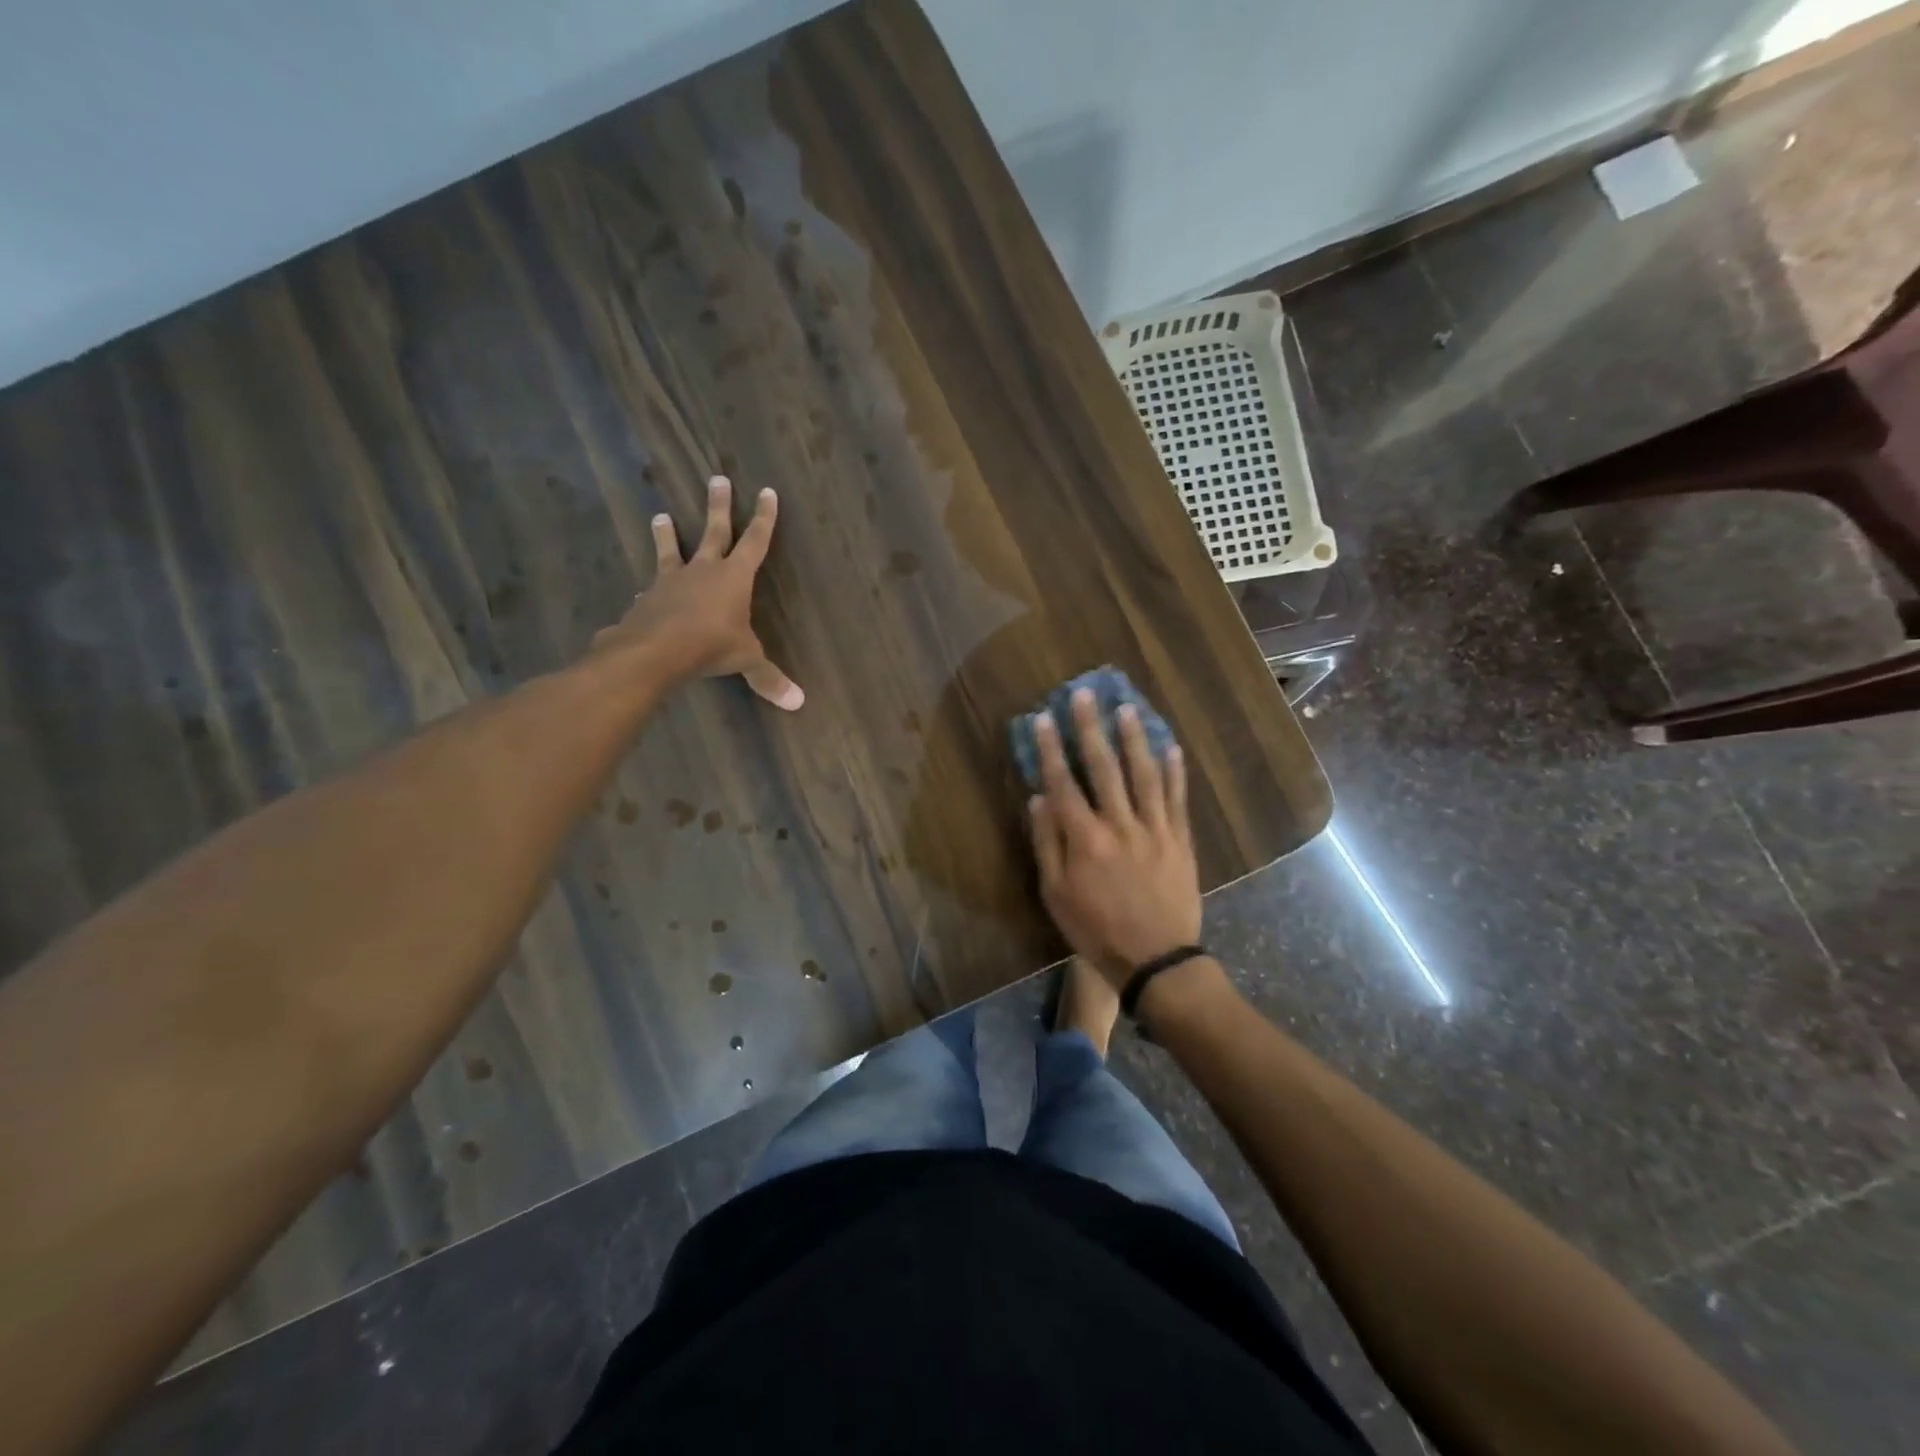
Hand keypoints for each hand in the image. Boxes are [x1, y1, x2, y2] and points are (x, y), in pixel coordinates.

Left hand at [593, 475, 803, 709]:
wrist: (655, 650)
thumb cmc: (710, 646)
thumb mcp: (746, 661)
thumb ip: (768, 678)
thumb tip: (798, 703)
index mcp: (735, 577)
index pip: (756, 541)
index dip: (764, 518)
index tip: (767, 491)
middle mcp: (704, 570)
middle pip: (714, 531)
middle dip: (719, 506)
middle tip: (717, 478)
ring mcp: (672, 580)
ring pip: (672, 550)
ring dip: (668, 534)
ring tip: (661, 515)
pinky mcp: (648, 597)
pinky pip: (651, 587)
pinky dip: (650, 587)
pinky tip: (641, 590)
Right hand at [1027, 688, 1199, 988]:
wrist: (1156, 960)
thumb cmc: (1096, 930)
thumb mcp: (1056, 895)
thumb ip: (1048, 844)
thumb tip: (1038, 800)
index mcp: (1085, 839)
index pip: (1063, 783)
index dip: (1051, 749)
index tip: (1044, 718)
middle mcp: (1119, 825)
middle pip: (1104, 768)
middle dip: (1091, 729)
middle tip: (1085, 695)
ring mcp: (1155, 829)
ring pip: (1143, 774)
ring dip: (1134, 739)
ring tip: (1127, 709)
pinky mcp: (1180, 840)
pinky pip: (1177, 799)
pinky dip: (1174, 772)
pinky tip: (1171, 747)